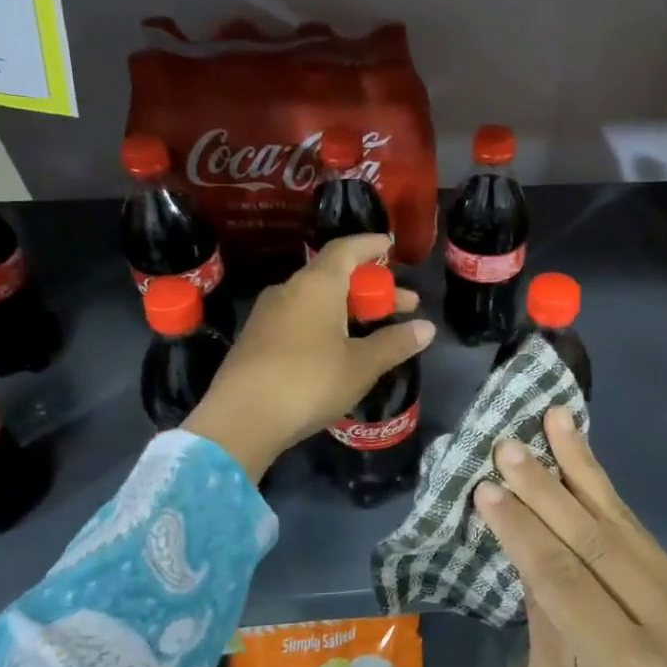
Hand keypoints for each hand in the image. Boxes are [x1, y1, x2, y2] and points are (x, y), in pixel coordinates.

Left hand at [183, 234, 433, 481]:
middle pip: (335, 276)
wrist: (240, 420)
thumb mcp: (361, 365)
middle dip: (372, 289)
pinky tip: (338, 349)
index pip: (346, 249)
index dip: (370, 246)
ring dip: (349, 308)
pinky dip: (326, 323)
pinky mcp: (256, 341)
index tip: (390, 247)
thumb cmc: (309, 382)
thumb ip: (394, 343)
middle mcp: (289, 290)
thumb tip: (427, 328)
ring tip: (374, 329)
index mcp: (316, 285)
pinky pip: (299, 319)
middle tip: (404, 305)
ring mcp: (267, 315)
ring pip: (316, 300)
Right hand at [474, 408, 666, 666]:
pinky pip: (643, 534)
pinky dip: (609, 494)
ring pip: (625, 523)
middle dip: (546, 487)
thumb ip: (545, 620)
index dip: (521, 531)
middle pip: (596, 540)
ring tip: (555, 420)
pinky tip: (585, 462)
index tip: (485, 488)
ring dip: (583, 468)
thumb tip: (527, 548)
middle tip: (509, 445)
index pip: (562, 580)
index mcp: (625, 665)